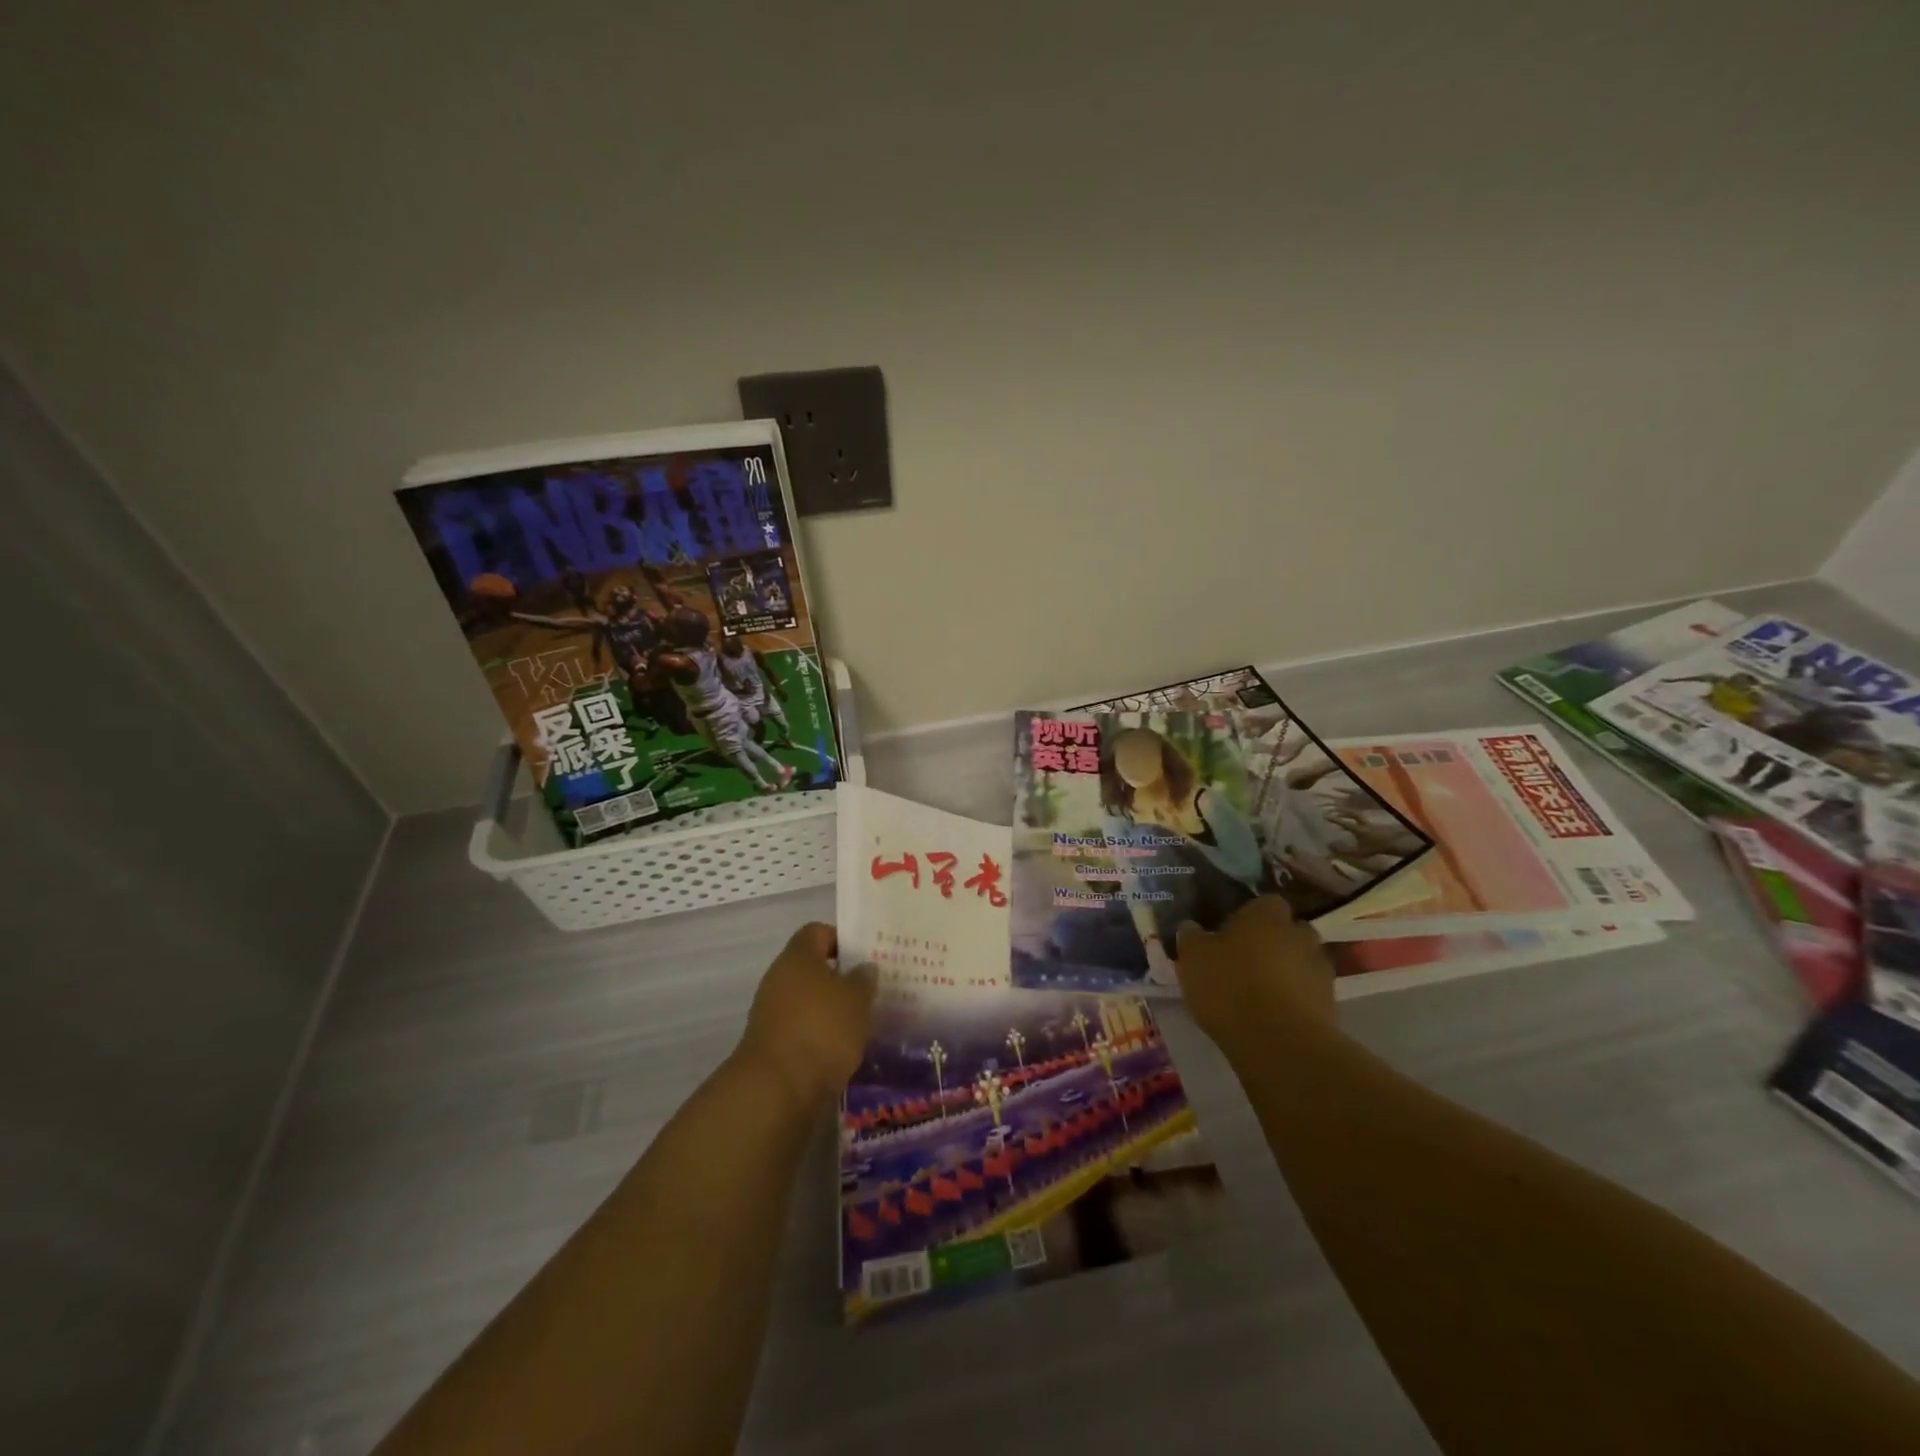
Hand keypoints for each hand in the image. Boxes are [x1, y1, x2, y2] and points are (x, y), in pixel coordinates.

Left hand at [735, 923, 875, 1107]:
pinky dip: (819, 1034)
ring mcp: (770, 1012)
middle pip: (811, 968)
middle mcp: (778, 978)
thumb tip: (863, 967)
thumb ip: (863, 979)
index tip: (865, 958)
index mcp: (797, 956)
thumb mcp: (856, 1000)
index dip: (841, 940)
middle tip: (869, 991)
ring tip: (860, 1023)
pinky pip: (800, 1028)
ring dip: (830, 1009)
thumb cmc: (821, 1029)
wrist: (777, 1089)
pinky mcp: (770, 1044)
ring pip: (806, 1000)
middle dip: (840, 979)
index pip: (818, 932)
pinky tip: (841, 1048)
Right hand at [1175, 896, 1337, 1054]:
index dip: (1250, 916)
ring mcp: (1320, 971)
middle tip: (1247, 961)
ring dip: (1287, 973)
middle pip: (1289, 932)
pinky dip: (1296, 1001)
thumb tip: (1192, 927)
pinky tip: (1274, 1017)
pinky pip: (1309, 995)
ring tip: (1260, 994)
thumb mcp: (1193, 958)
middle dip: (1274, 943)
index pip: (1265, 903)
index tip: (1232, 932)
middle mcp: (1300, 935)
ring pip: (1302, 963)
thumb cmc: (1230, 986)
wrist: (1279, 1042)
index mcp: (1267, 915)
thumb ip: (1192, 937)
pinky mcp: (1331, 1006)